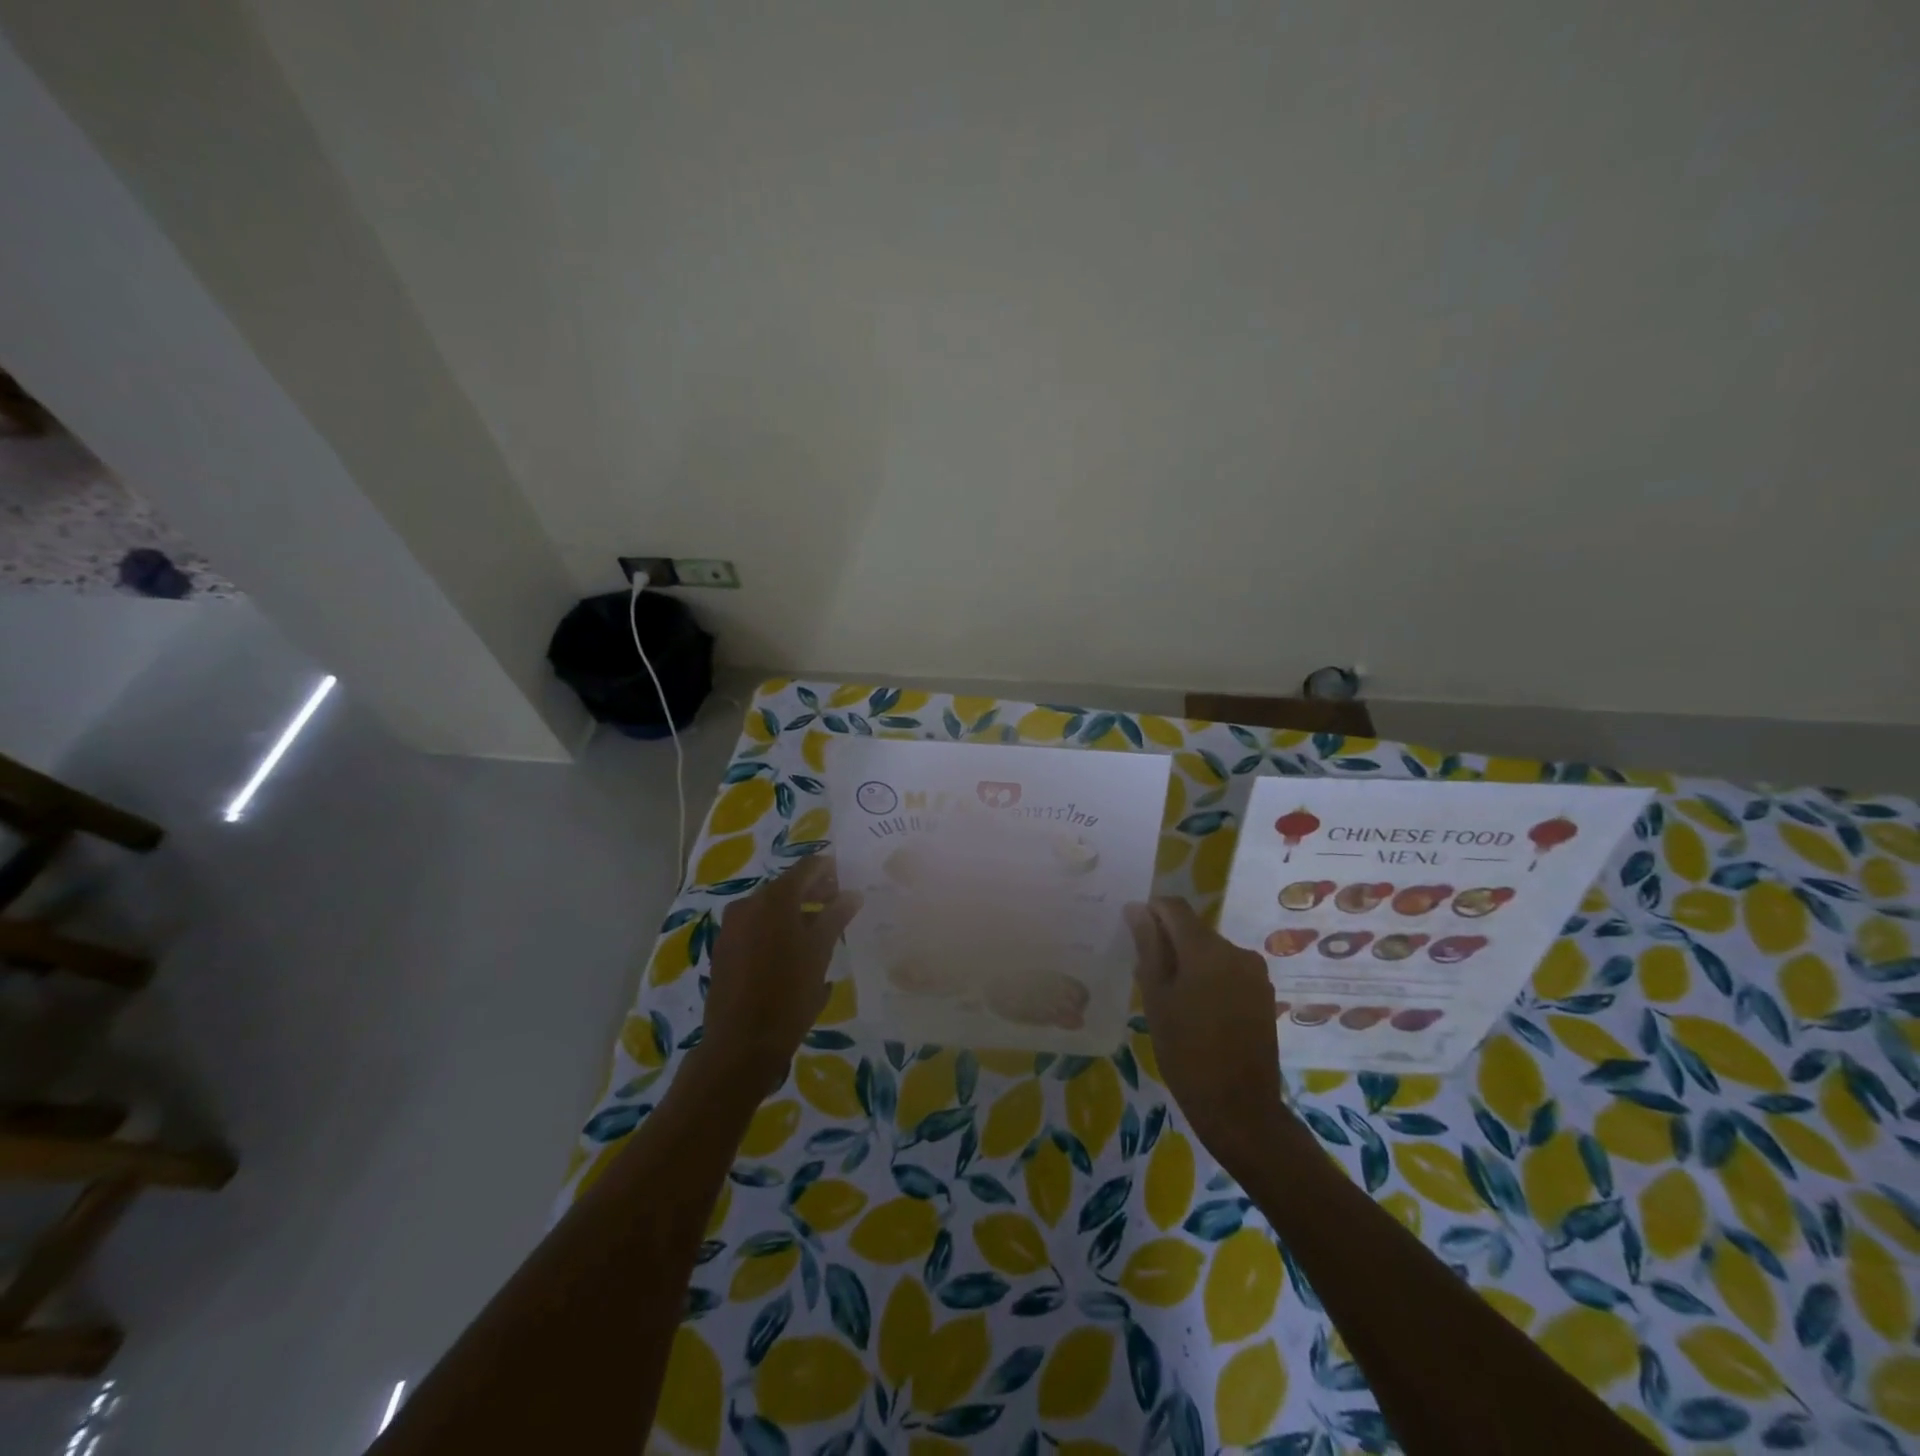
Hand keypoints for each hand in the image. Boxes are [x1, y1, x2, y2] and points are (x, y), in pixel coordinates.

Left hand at [698, 855, 862, 1096]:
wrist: (741, 1044)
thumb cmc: (789, 993)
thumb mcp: (820, 951)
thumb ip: (836, 916)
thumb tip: (852, 894)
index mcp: (775, 898)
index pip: (808, 868)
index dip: (830, 870)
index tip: (848, 879)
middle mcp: (748, 904)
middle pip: (787, 887)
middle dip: (814, 892)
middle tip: (839, 905)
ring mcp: (732, 927)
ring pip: (771, 909)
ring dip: (796, 913)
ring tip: (821, 932)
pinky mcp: (724, 949)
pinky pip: (756, 927)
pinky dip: (777, 929)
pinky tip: (795, 953)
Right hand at [1127, 897, 1287, 1175]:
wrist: (1239, 1107)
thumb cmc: (1185, 1052)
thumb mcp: (1156, 997)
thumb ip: (1148, 947)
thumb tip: (1137, 909)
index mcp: (1206, 948)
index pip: (1174, 906)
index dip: (1151, 912)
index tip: (1135, 935)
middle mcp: (1236, 951)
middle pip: (1194, 929)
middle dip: (1169, 942)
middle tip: (1148, 977)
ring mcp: (1255, 973)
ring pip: (1211, 951)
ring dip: (1190, 962)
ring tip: (1173, 999)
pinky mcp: (1264, 994)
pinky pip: (1229, 971)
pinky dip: (1210, 978)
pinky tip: (1199, 1011)